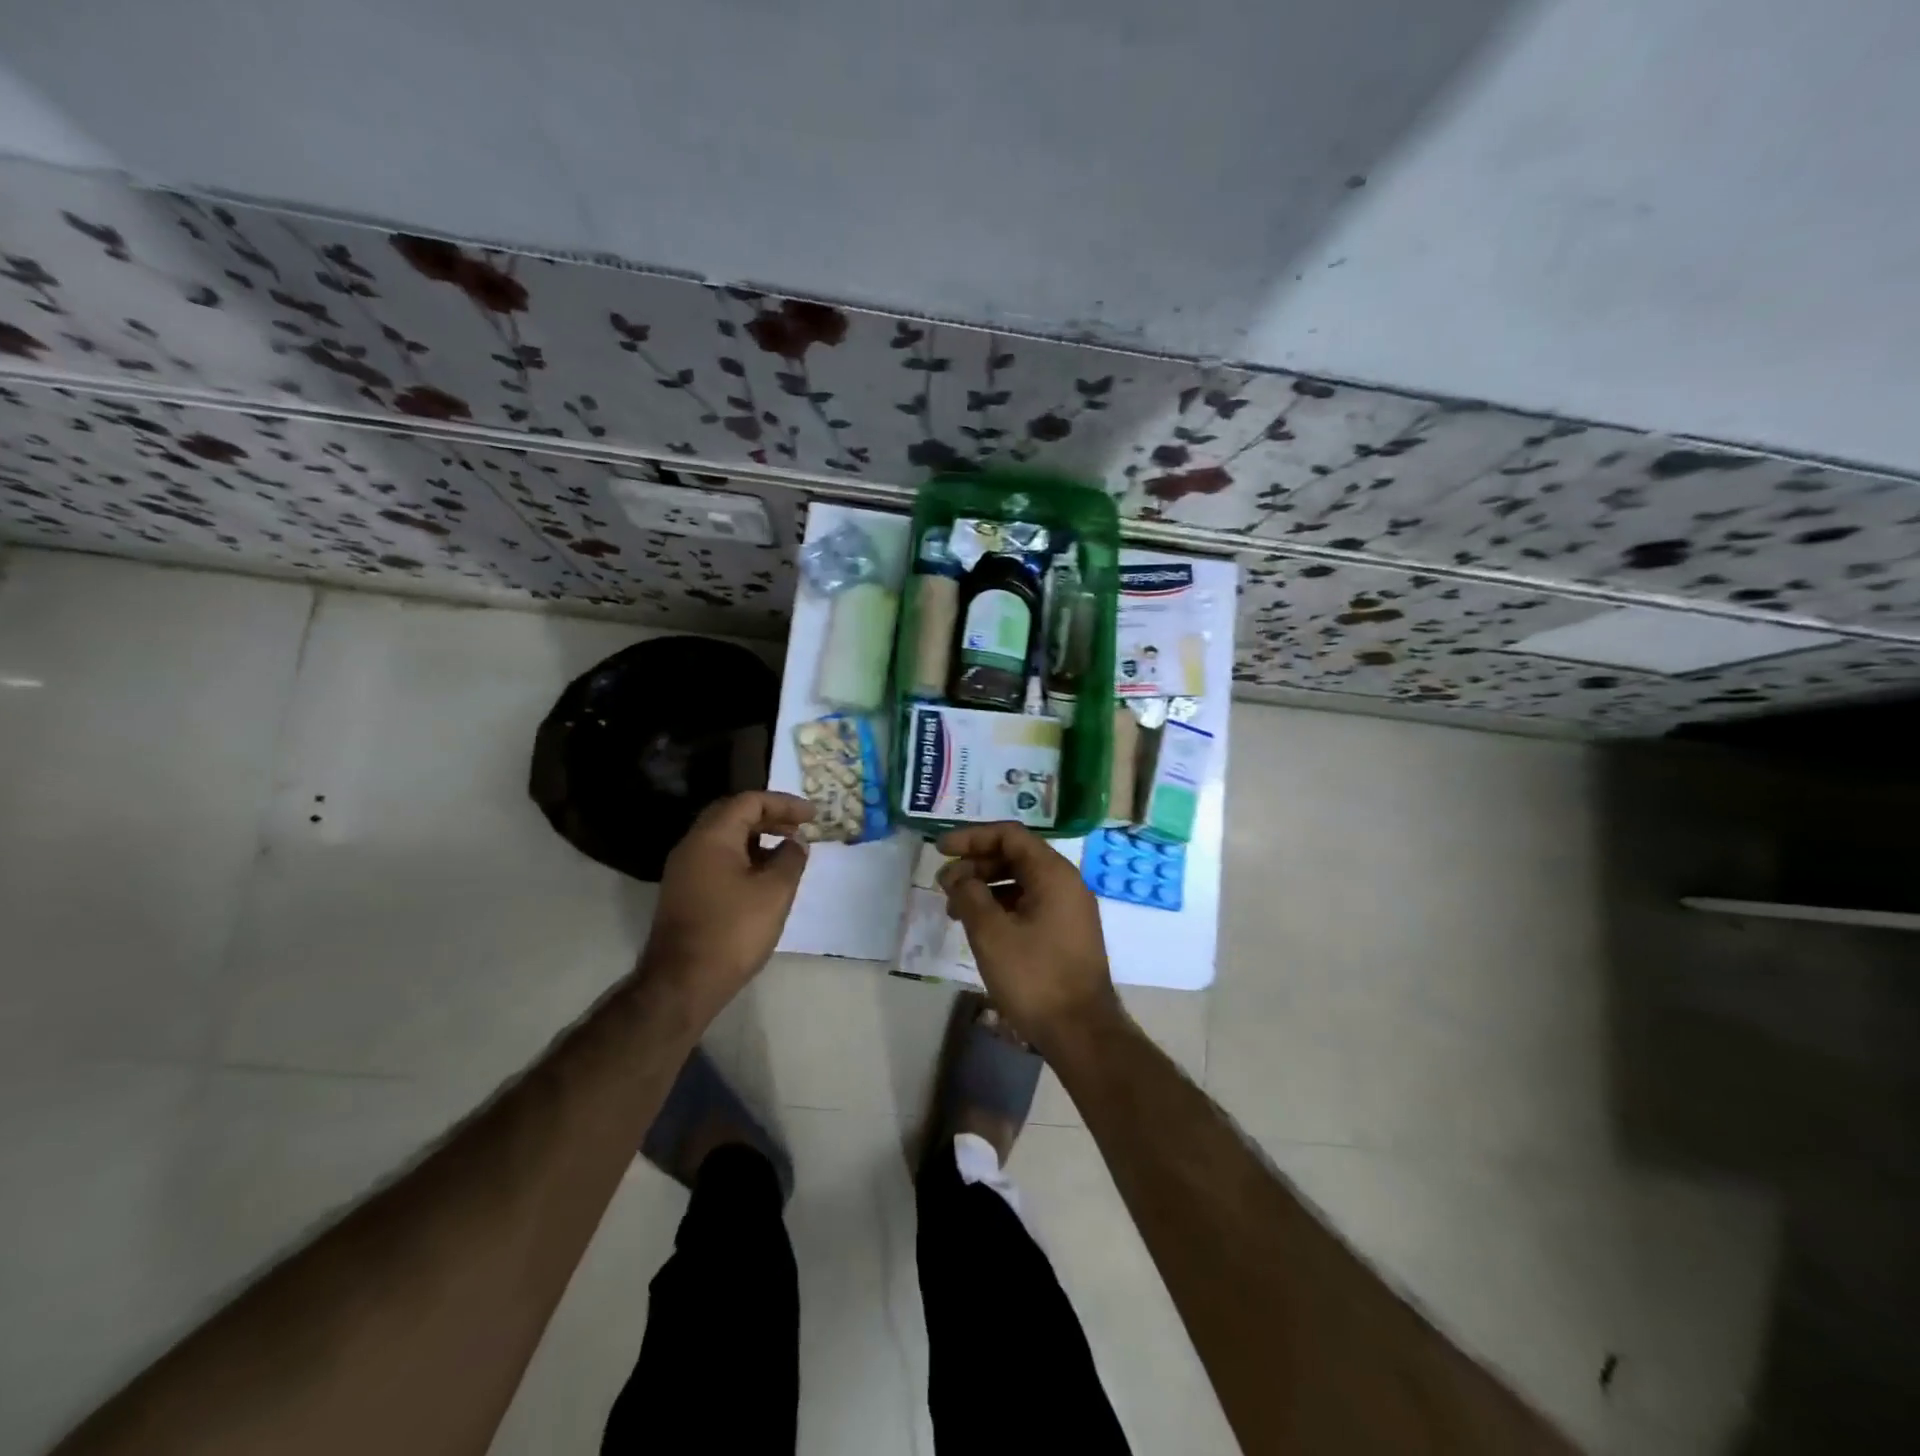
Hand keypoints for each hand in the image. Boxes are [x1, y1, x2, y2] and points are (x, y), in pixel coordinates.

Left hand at [639, 791, 813, 1023]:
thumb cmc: (733, 931)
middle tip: (798, 827)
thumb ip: (791, 859)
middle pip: (732, 815)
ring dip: (757, 838)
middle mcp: (692, 845)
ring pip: (724, 838)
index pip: (749, 801)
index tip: (813, 816)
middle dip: (769, 817)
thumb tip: (796, 842)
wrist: (682, 983)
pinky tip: (763, 877)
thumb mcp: (775, 892)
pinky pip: (717, 859)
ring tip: (787, 852)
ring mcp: (684, 870)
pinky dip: (744, 857)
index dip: (784, 804)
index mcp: (712, 837)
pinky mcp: (684, 892)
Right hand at [937, 821, 1120, 1053]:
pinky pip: (1030, 903)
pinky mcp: (1066, 932)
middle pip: (1015, 856)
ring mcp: (1069, 909)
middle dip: (975, 865)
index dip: (972, 838)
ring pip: (1021, 882)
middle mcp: (1066, 883)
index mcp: (1053, 873)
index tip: (940, 850)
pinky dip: (1002, 906)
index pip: (1009, 835)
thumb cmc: (1034, 977)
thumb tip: (958, 877)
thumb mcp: (991, 933)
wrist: (1081, 1032)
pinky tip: (979, 926)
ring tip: (954, 909)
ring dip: (986, 887)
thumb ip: (969, 895)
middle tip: (943, 884)